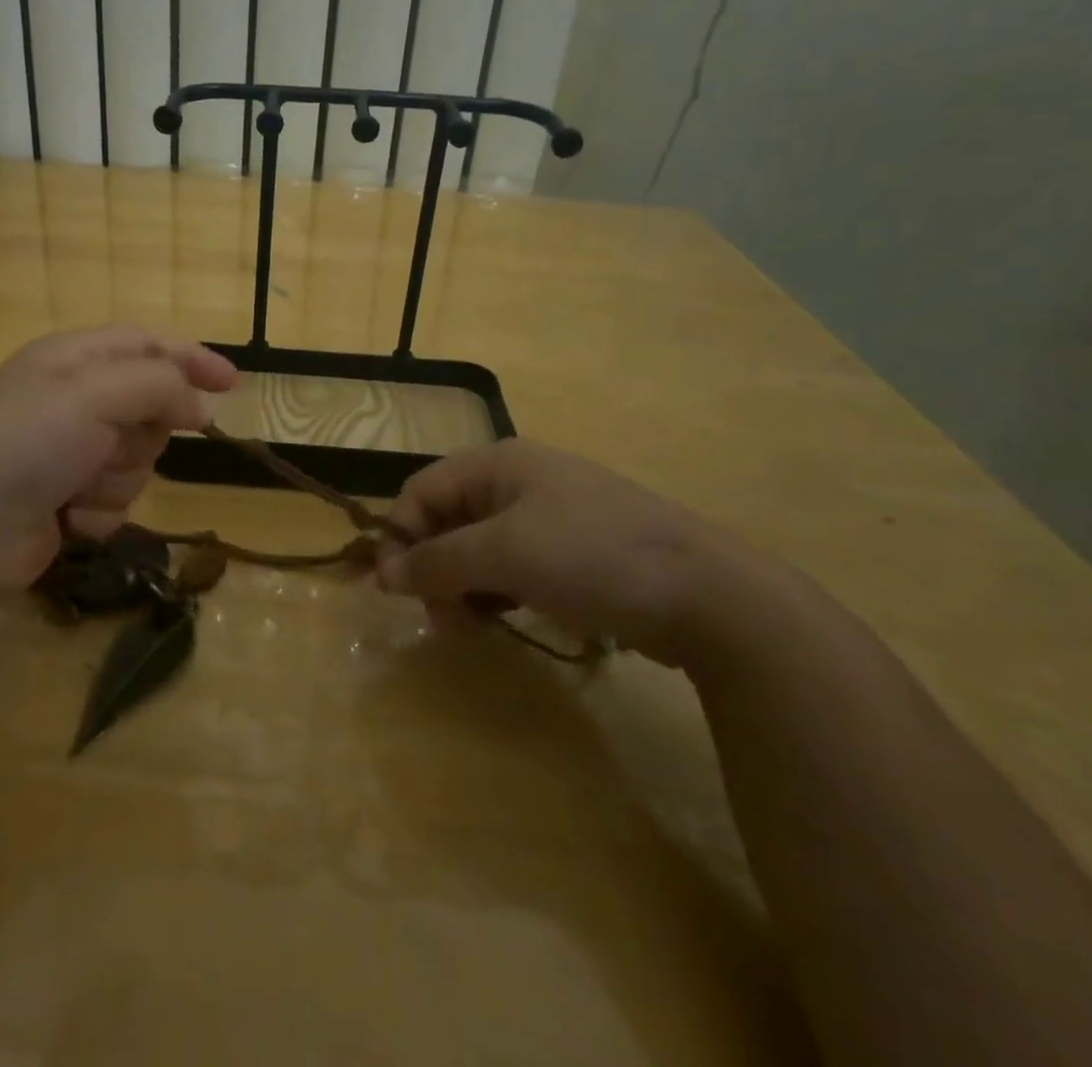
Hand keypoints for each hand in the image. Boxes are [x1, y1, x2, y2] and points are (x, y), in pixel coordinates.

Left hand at [0, 326, 237, 592]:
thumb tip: (199, 404)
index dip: (191, 359)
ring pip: (137, 459)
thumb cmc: (27, 442)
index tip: (233, 385)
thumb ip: (159, 385)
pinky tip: (68, 516)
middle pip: (149, 408)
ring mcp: (67, 453)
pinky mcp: (65, 501)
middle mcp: (72, 401)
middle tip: (113, 443)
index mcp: (73, 358)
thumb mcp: (96, 392)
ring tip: (78, 485)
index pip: (147, 345)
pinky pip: (115, 500)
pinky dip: (99, 510)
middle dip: (143, 432)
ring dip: (118, 476)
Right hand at [375, 438, 752, 666]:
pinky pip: (511, 567)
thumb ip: (438, 562)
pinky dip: (496, 592)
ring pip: (477, 548)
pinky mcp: (570, 552)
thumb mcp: (506, 554)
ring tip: (472, 627)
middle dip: (433, 568)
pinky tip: (505, 619)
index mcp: (498, 464)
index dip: (400, 536)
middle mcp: (517, 482)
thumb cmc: (592, 556)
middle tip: (441, 620)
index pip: (421, 491)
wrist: (707, 594)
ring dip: (462, 586)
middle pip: (447, 520)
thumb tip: (383, 574)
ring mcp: (547, 517)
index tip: (393, 590)